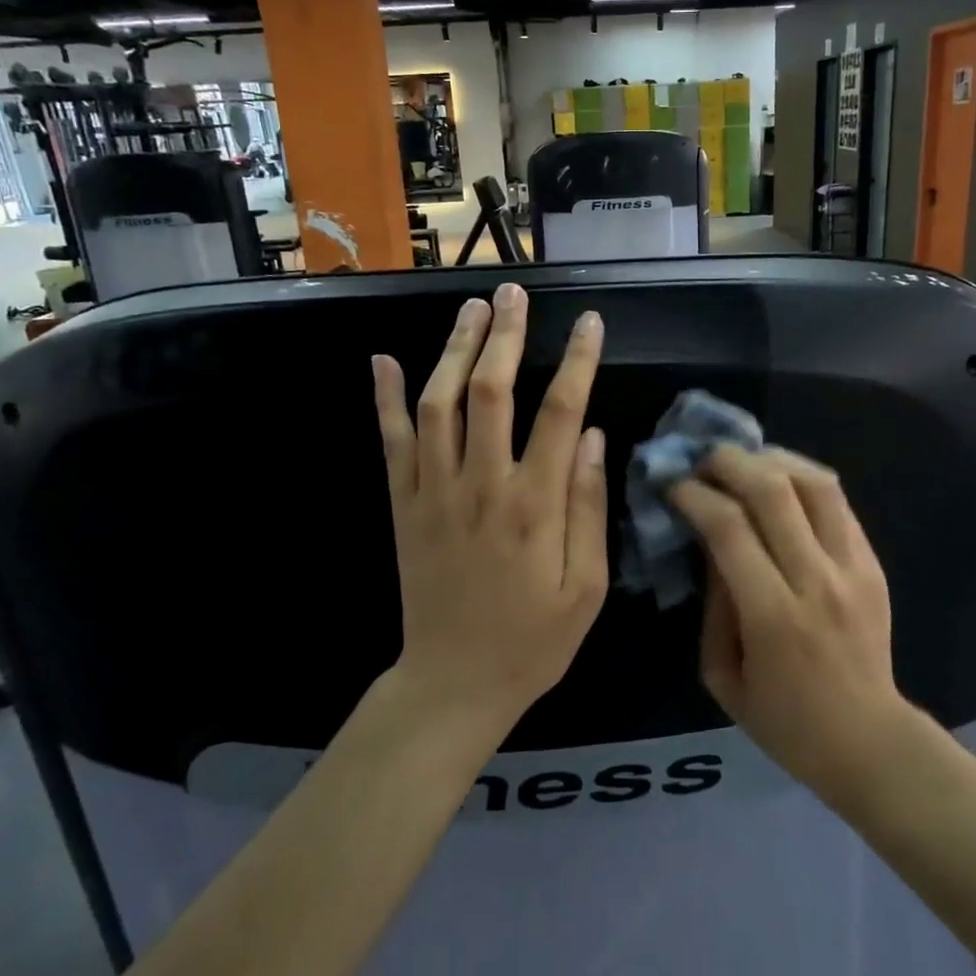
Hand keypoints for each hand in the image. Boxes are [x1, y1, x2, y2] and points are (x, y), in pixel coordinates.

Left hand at [372, 282, 607, 726]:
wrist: (453, 683)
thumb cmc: (532, 641)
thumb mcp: (586, 588)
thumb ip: (588, 508)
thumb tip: (590, 434)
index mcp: (533, 506)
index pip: (558, 413)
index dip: (577, 362)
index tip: (590, 323)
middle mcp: (480, 486)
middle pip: (489, 392)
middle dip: (504, 337)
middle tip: (513, 292)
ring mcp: (433, 492)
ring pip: (438, 404)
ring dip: (453, 350)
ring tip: (471, 309)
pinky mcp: (402, 505)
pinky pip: (391, 441)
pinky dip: (386, 398)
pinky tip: (384, 359)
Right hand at [668, 446, 902, 798]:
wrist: (867, 741)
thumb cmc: (783, 719)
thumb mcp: (722, 675)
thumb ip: (713, 604)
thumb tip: (708, 542)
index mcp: (773, 616)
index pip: (729, 527)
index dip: (694, 495)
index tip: (673, 486)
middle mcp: (816, 580)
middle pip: (772, 490)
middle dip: (728, 462)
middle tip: (703, 462)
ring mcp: (852, 567)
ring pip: (814, 482)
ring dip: (771, 459)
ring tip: (743, 462)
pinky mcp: (873, 562)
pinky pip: (838, 501)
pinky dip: (802, 477)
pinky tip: (779, 480)